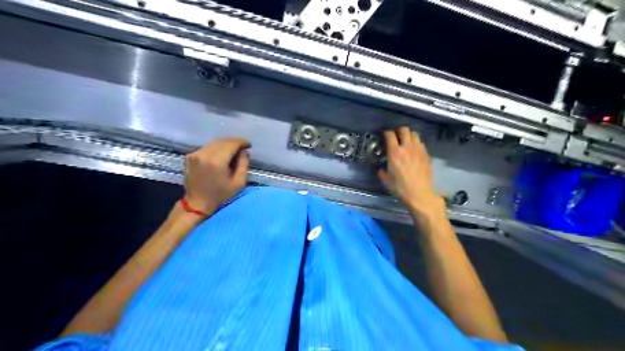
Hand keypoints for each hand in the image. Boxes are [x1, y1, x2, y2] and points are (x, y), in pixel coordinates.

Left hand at [183, 138, 250, 213]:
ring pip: (214, 143)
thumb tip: (243, 151)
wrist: (197, 203)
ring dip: (225, 145)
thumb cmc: (220, 195)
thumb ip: (243, 164)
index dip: (242, 142)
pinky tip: (221, 156)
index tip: (249, 145)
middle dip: (234, 142)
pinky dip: (216, 149)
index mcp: (216, 162)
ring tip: (233, 152)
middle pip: (222, 141)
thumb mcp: (239, 183)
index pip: (231, 144)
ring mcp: (194, 154)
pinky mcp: (189, 156)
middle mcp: (204, 154)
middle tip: (242, 148)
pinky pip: (207, 147)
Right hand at [375, 128, 442, 215]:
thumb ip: (382, 171)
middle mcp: (407, 147)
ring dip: (409, 135)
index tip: (385, 136)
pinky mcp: (426, 154)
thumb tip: (381, 169)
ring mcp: (418, 150)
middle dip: (398, 131)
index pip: (390, 135)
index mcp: (394, 152)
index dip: (386, 133)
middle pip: (404, 130)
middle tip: (396, 137)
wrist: (419, 194)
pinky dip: (416, 143)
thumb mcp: (386, 179)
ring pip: (414, 134)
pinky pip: (421, 143)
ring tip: (406, 141)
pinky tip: (414, 150)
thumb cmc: (400, 187)